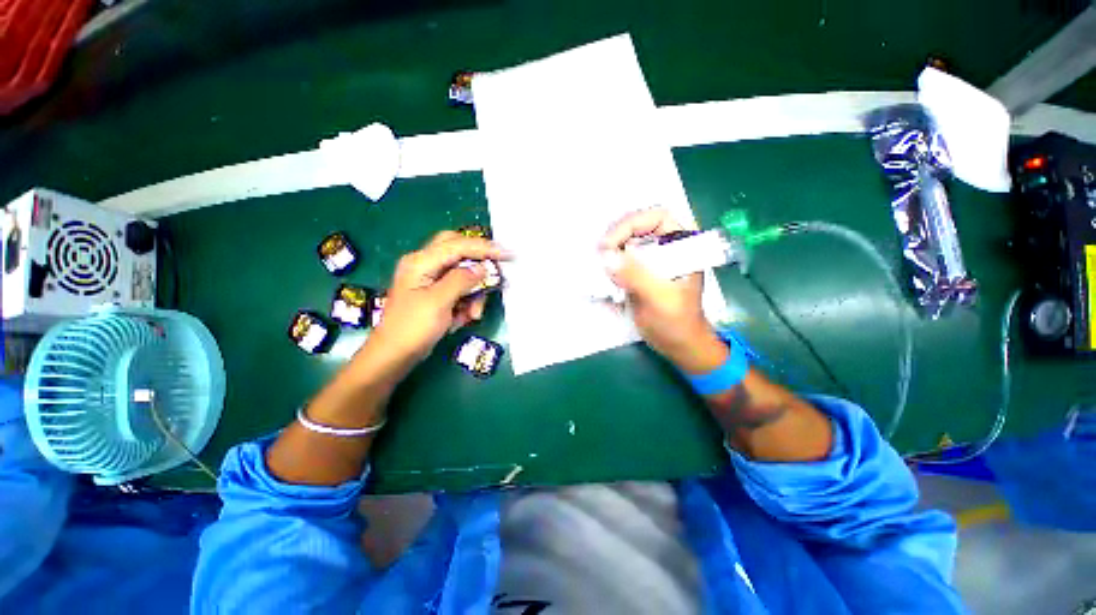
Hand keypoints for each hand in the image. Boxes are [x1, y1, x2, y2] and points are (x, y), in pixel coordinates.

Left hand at [370, 230, 510, 365]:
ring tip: (473, 313)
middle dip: (478, 263)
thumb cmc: (413, 328)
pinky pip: (458, 289)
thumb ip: (461, 280)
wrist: (394, 356)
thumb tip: (483, 267)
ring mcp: (430, 279)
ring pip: (462, 273)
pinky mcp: (435, 293)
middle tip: (495, 273)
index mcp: (421, 262)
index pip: (458, 245)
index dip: (485, 248)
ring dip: (473, 292)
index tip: (508, 254)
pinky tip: (463, 317)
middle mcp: (425, 265)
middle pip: (458, 251)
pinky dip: (466, 301)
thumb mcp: (439, 302)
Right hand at [600, 209, 724, 371]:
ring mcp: (652, 260)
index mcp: (683, 245)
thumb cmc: (677, 322)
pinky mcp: (640, 273)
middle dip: (616, 235)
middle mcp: (667, 247)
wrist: (679, 346)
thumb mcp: (659, 298)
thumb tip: (606, 256)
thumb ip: (636, 275)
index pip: (656, 217)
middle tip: (599, 253)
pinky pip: (621, 259)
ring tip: (597, 262)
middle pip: (638, 226)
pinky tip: (600, 271)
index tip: (610, 244)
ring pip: (627, 241)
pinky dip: (609, 262)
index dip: (632, 223)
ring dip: (610, 248)